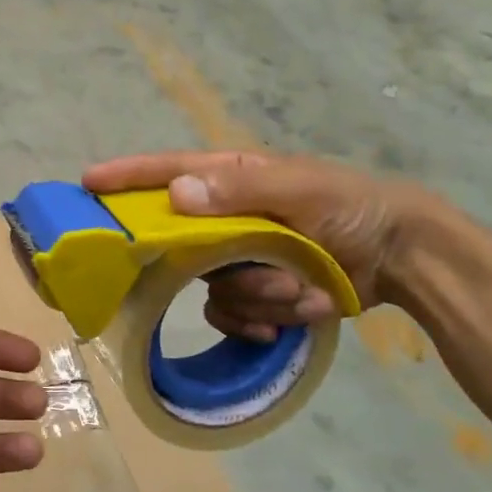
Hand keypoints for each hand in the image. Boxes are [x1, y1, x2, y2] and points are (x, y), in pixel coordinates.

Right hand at [83, 151, 433, 342]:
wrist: (404, 256)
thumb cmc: (352, 207)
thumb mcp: (301, 189)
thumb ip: (239, 191)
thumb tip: (176, 194)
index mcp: (233, 180)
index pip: (169, 172)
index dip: (127, 177)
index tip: (88, 184)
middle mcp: (228, 218)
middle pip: (186, 245)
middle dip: (227, 266)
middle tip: (262, 268)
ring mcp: (242, 258)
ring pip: (214, 288)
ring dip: (261, 295)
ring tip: (305, 289)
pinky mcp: (258, 293)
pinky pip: (234, 315)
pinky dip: (266, 319)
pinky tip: (300, 312)